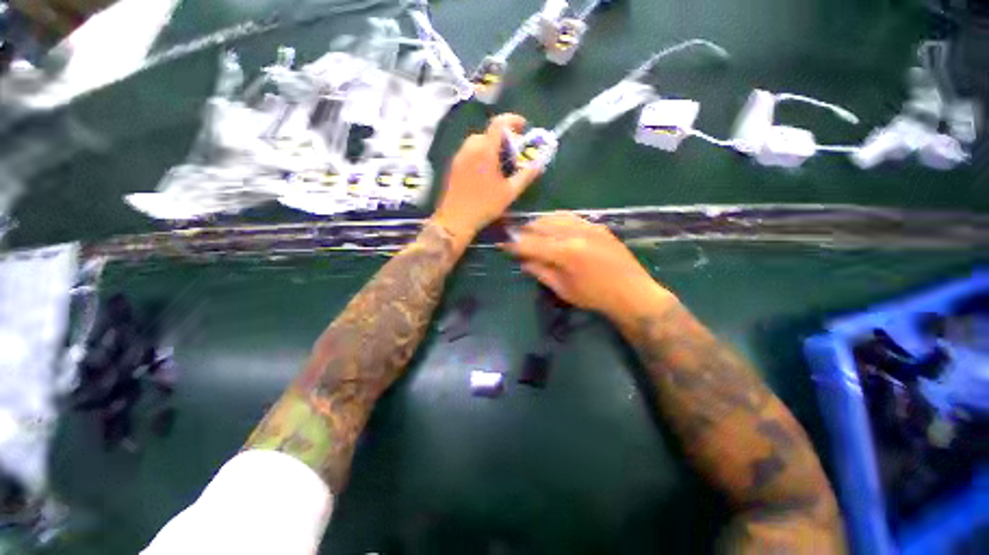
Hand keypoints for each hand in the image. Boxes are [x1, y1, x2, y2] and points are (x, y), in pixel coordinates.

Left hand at [432, 114, 540, 245]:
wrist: (456, 219)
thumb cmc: (485, 205)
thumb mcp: (510, 192)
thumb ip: (526, 175)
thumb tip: (540, 164)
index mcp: (485, 150)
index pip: (499, 123)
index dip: (513, 119)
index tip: (523, 126)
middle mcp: (470, 147)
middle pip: (489, 133)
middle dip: (504, 138)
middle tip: (513, 153)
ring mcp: (460, 156)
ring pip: (478, 141)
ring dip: (492, 146)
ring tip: (500, 164)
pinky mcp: (454, 165)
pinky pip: (470, 151)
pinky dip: (481, 153)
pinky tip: (486, 172)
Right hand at [501, 212, 674, 319]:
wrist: (632, 292)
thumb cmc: (595, 297)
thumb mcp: (563, 289)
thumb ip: (541, 272)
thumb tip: (523, 261)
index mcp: (564, 253)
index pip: (530, 245)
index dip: (514, 245)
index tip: (501, 244)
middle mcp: (574, 234)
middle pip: (540, 226)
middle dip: (523, 231)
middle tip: (514, 237)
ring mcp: (587, 226)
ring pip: (554, 217)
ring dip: (538, 223)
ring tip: (529, 230)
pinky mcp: (597, 225)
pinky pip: (570, 216)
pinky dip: (555, 219)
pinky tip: (551, 225)